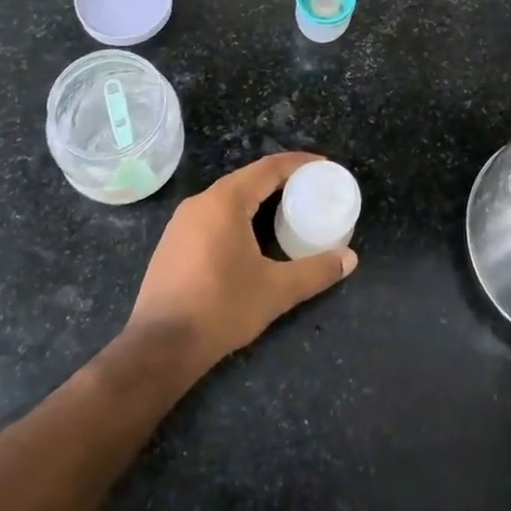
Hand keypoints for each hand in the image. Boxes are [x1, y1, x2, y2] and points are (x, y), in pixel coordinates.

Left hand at [124, 153, 356, 373]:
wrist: (160, 347)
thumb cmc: (221, 308)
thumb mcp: (276, 290)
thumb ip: (315, 271)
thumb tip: (350, 259)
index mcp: (225, 201)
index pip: (269, 168)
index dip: (299, 163)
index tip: (325, 167)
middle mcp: (201, 202)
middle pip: (248, 178)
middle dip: (282, 180)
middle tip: (312, 189)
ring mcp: (182, 222)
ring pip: (229, 197)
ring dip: (259, 197)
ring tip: (288, 209)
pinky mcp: (173, 242)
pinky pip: (213, 214)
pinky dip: (239, 213)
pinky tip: (252, 234)